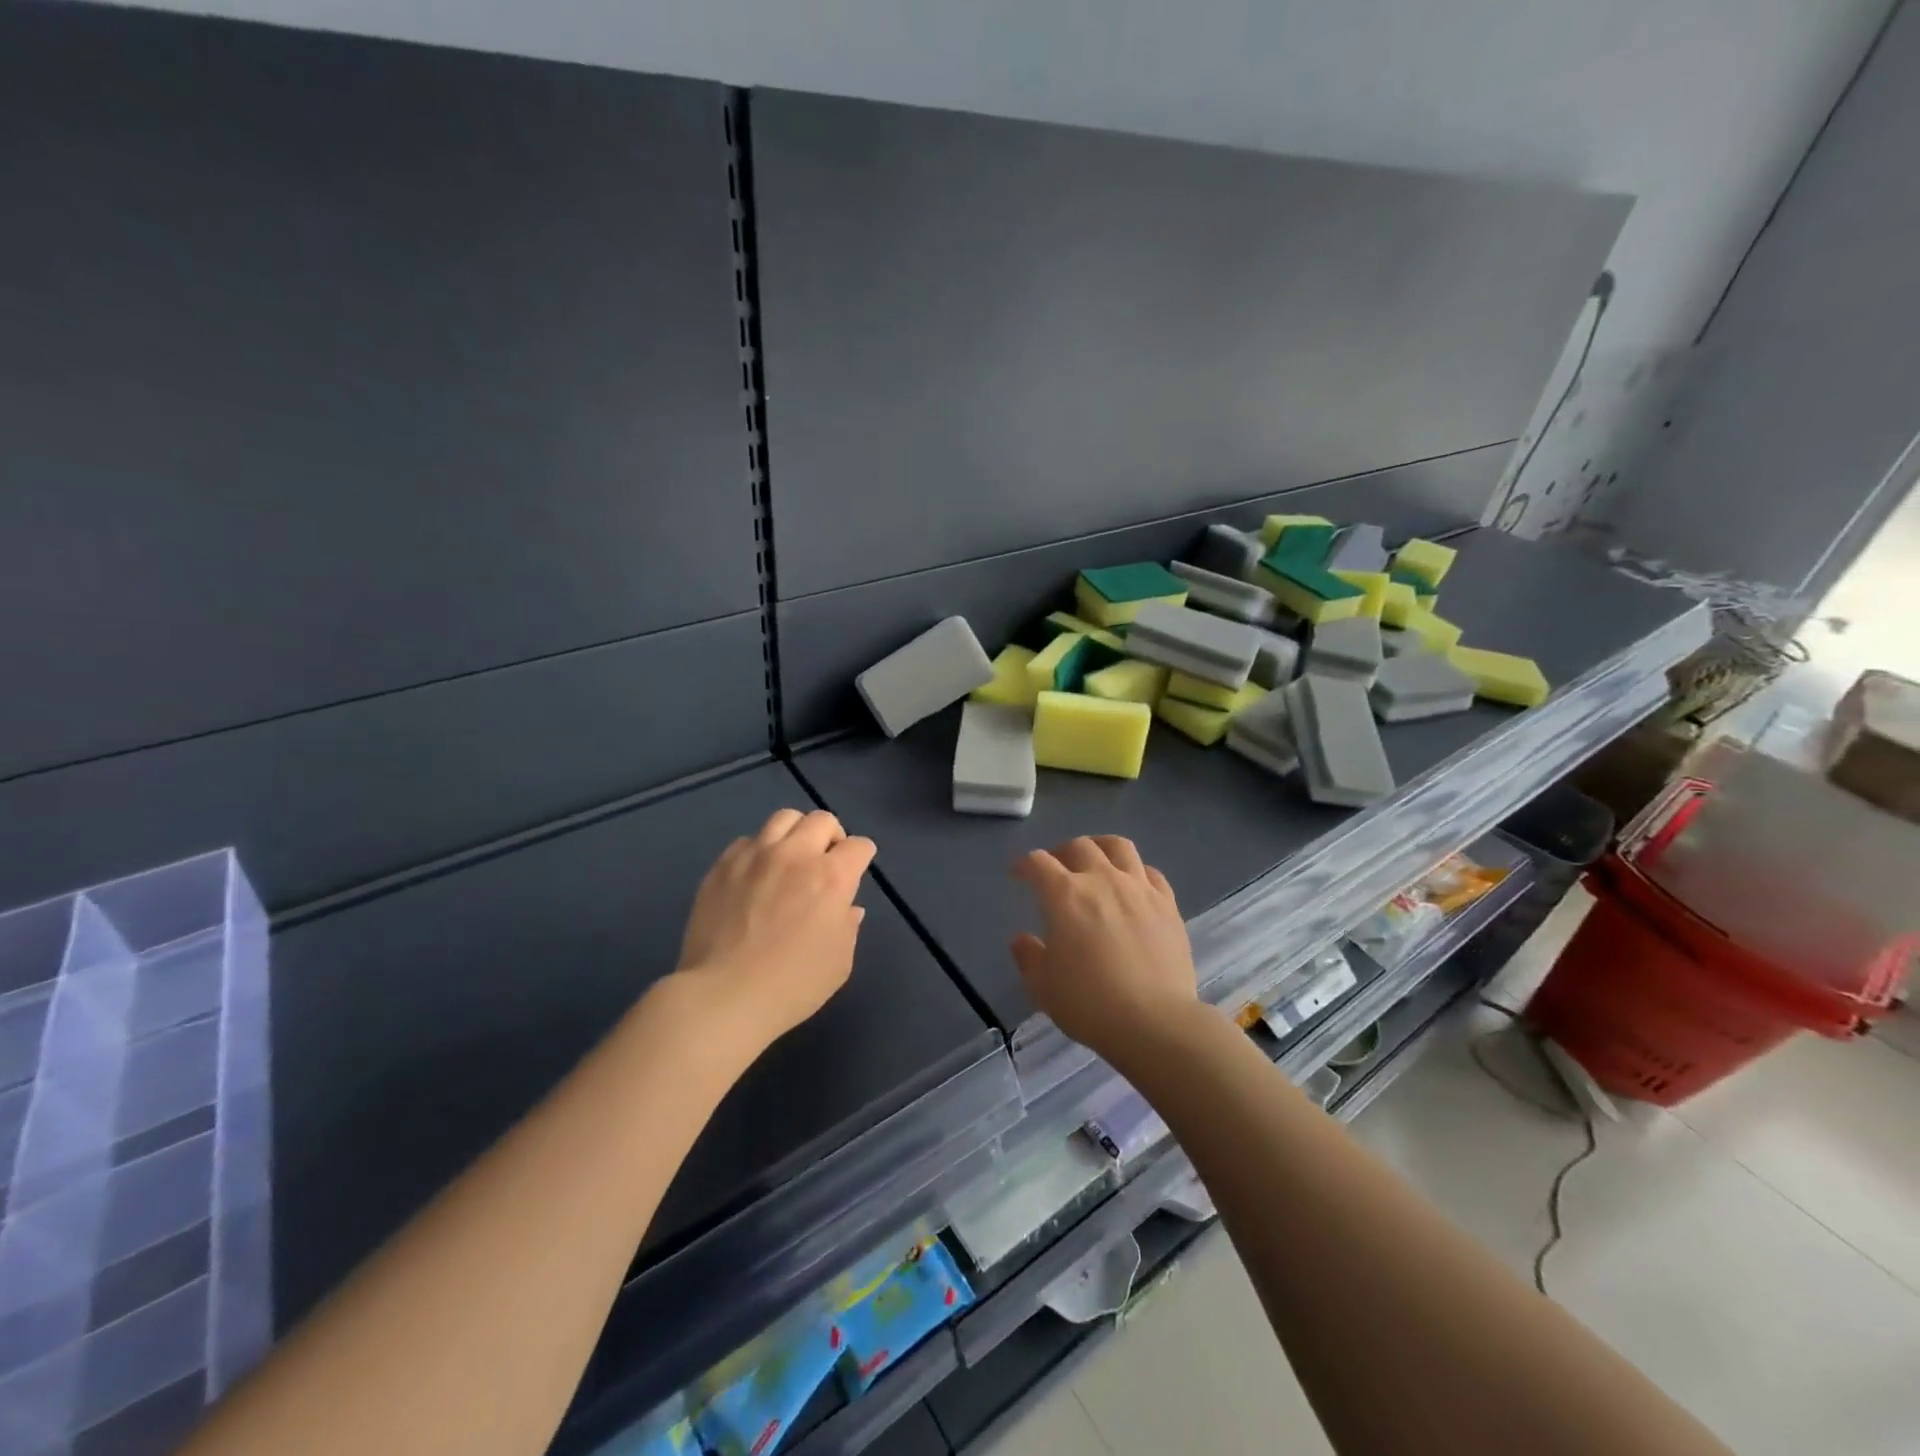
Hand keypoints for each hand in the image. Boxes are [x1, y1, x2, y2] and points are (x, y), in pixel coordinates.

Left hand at [675, 809, 877, 1048]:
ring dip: (795, 833)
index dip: (861, 857)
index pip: (859, 846)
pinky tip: (755, 875)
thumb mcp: (839, 963)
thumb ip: (848, 926)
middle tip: (825, 861)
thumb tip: (846, 907)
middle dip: (832, 836)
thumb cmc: (792, 985)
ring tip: (790, 858)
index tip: (855, 871)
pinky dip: (759, 851)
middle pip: (822, 820)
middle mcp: (796, 855)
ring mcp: (755, 856)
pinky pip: (747, 841)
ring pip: (783, 818)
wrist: (724, 996)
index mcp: (832, 877)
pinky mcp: (723, 865)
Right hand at [1009, 836, 1198, 1066]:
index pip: (1038, 863)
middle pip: (1078, 846)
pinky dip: (1136, 872)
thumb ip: (1028, 957)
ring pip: (1118, 847)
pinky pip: (1150, 873)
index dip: (1024, 865)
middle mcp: (1102, 880)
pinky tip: (1132, 886)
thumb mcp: (1043, 987)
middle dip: (1061, 852)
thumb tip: (1022, 939)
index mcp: (1065, 895)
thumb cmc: (1090, 1004)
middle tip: (1056, 869)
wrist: (1156, 1022)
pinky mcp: (1168, 904)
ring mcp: (1139, 888)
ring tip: (1095, 861)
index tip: (1019, 875)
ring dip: (1100, 848)